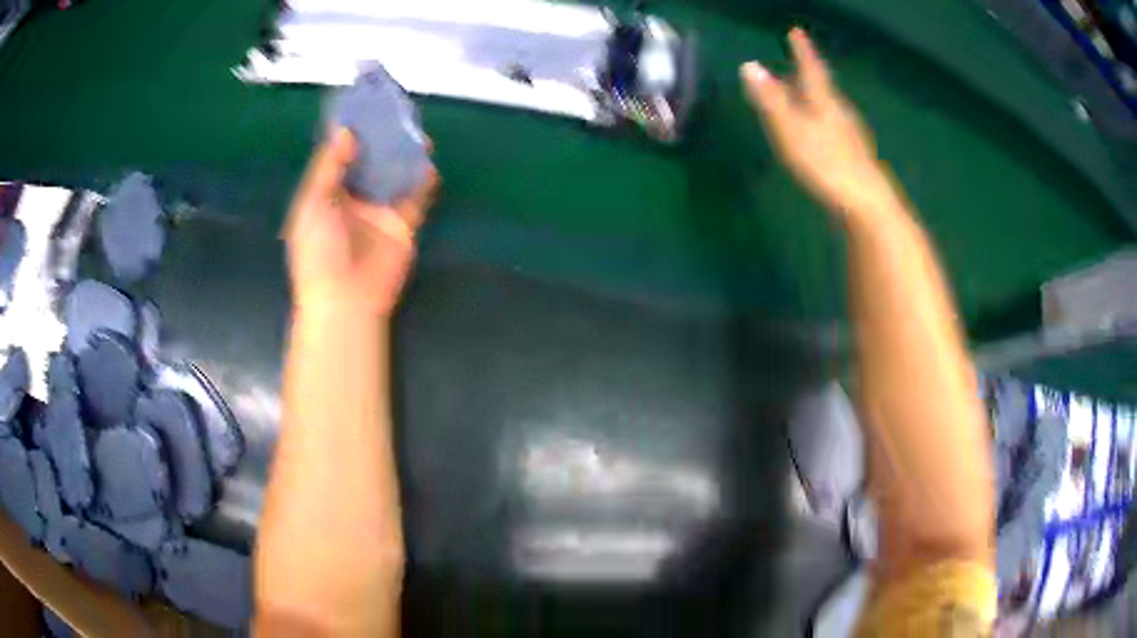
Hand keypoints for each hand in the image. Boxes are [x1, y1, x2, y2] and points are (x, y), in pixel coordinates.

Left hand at [284, 128, 438, 315]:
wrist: (345, 298)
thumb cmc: (319, 250)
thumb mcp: (313, 203)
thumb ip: (329, 166)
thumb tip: (345, 131)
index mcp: (326, 194)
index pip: (339, 156)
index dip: (349, 133)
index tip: (362, 107)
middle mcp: (353, 199)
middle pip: (369, 161)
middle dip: (380, 139)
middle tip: (395, 113)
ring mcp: (379, 211)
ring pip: (393, 175)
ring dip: (402, 155)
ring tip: (414, 131)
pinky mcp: (402, 225)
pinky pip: (415, 197)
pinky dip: (422, 180)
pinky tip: (427, 162)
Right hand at [741, 29, 897, 216]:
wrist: (865, 202)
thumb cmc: (826, 163)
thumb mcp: (791, 129)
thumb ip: (771, 100)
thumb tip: (749, 66)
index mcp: (824, 102)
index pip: (811, 68)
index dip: (803, 50)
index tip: (796, 32)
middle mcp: (839, 112)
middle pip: (822, 87)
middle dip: (808, 73)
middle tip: (798, 61)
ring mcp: (849, 135)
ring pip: (828, 107)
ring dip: (814, 96)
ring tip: (803, 93)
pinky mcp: (853, 155)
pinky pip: (833, 126)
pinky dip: (821, 118)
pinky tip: (819, 130)